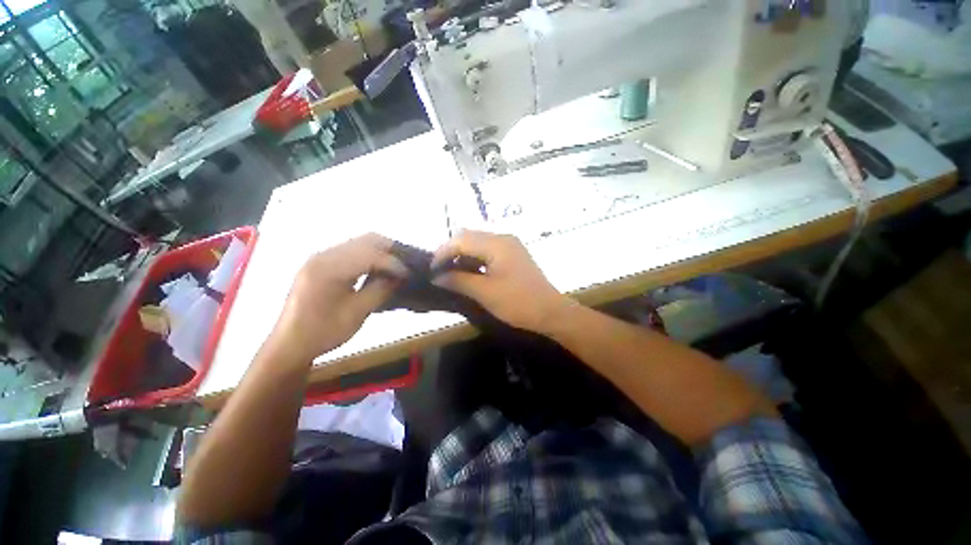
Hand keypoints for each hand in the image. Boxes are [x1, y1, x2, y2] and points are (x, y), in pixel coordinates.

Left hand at [269, 233, 407, 361]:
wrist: (289, 344)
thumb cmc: (323, 332)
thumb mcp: (357, 313)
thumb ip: (381, 289)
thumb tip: (401, 277)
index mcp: (329, 268)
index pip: (371, 255)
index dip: (394, 263)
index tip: (410, 274)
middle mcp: (324, 255)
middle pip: (366, 240)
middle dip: (391, 250)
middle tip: (406, 266)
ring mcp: (321, 257)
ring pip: (360, 243)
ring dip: (381, 252)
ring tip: (396, 268)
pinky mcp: (322, 263)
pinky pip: (352, 251)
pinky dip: (370, 256)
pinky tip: (378, 269)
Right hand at [432, 230, 572, 332]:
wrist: (551, 312)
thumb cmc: (518, 302)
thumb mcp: (485, 292)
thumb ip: (458, 280)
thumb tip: (436, 276)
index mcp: (497, 243)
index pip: (461, 239)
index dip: (443, 252)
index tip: (431, 270)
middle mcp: (503, 238)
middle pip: (469, 237)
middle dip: (451, 251)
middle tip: (440, 271)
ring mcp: (510, 245)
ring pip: (478, 243)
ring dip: (463, 255)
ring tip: (451, 273)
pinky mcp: (513, 255)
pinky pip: (488, 251)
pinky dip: (475, 259)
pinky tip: (469, 272)